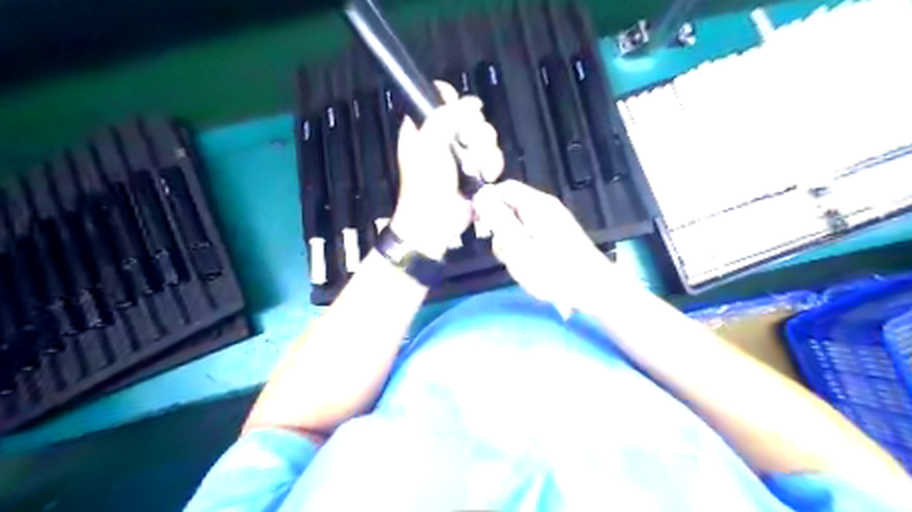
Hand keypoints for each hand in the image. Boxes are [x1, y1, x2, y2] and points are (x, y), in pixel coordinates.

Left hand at [393, 81, 504, 261]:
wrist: (435, 222)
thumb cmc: (426, 183)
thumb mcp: (429, 144)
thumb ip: (448, 116)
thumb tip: (473, 103)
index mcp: (424, 127)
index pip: (441, 98)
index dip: (453, 101)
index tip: (459, 113)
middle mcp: (444, 137)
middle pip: (470, 115)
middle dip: (474, 132)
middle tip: (468, 145)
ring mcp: (462, 154)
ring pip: (485, 136)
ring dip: (484, 152)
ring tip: (475, 168)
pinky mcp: (476, 170)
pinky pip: (492, 155)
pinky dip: (492, 165)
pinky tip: (486, 176)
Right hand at [469, 182, 620, 313]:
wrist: (594, 290)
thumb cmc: (555, 271)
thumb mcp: (520, 247)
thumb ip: (499, 220)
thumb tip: (481, 196)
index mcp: (536, 204)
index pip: (503, 188)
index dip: (487, 202)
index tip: (480, 225)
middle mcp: (543, 208)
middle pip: (509, 208)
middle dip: (500, 231)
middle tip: (507, 253)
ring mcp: (550, 223)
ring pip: (516, 226)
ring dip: (511, 246)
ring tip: (521, 265)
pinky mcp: (553, 237)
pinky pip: (528, 237)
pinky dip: (524, 251)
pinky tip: (531, 267)